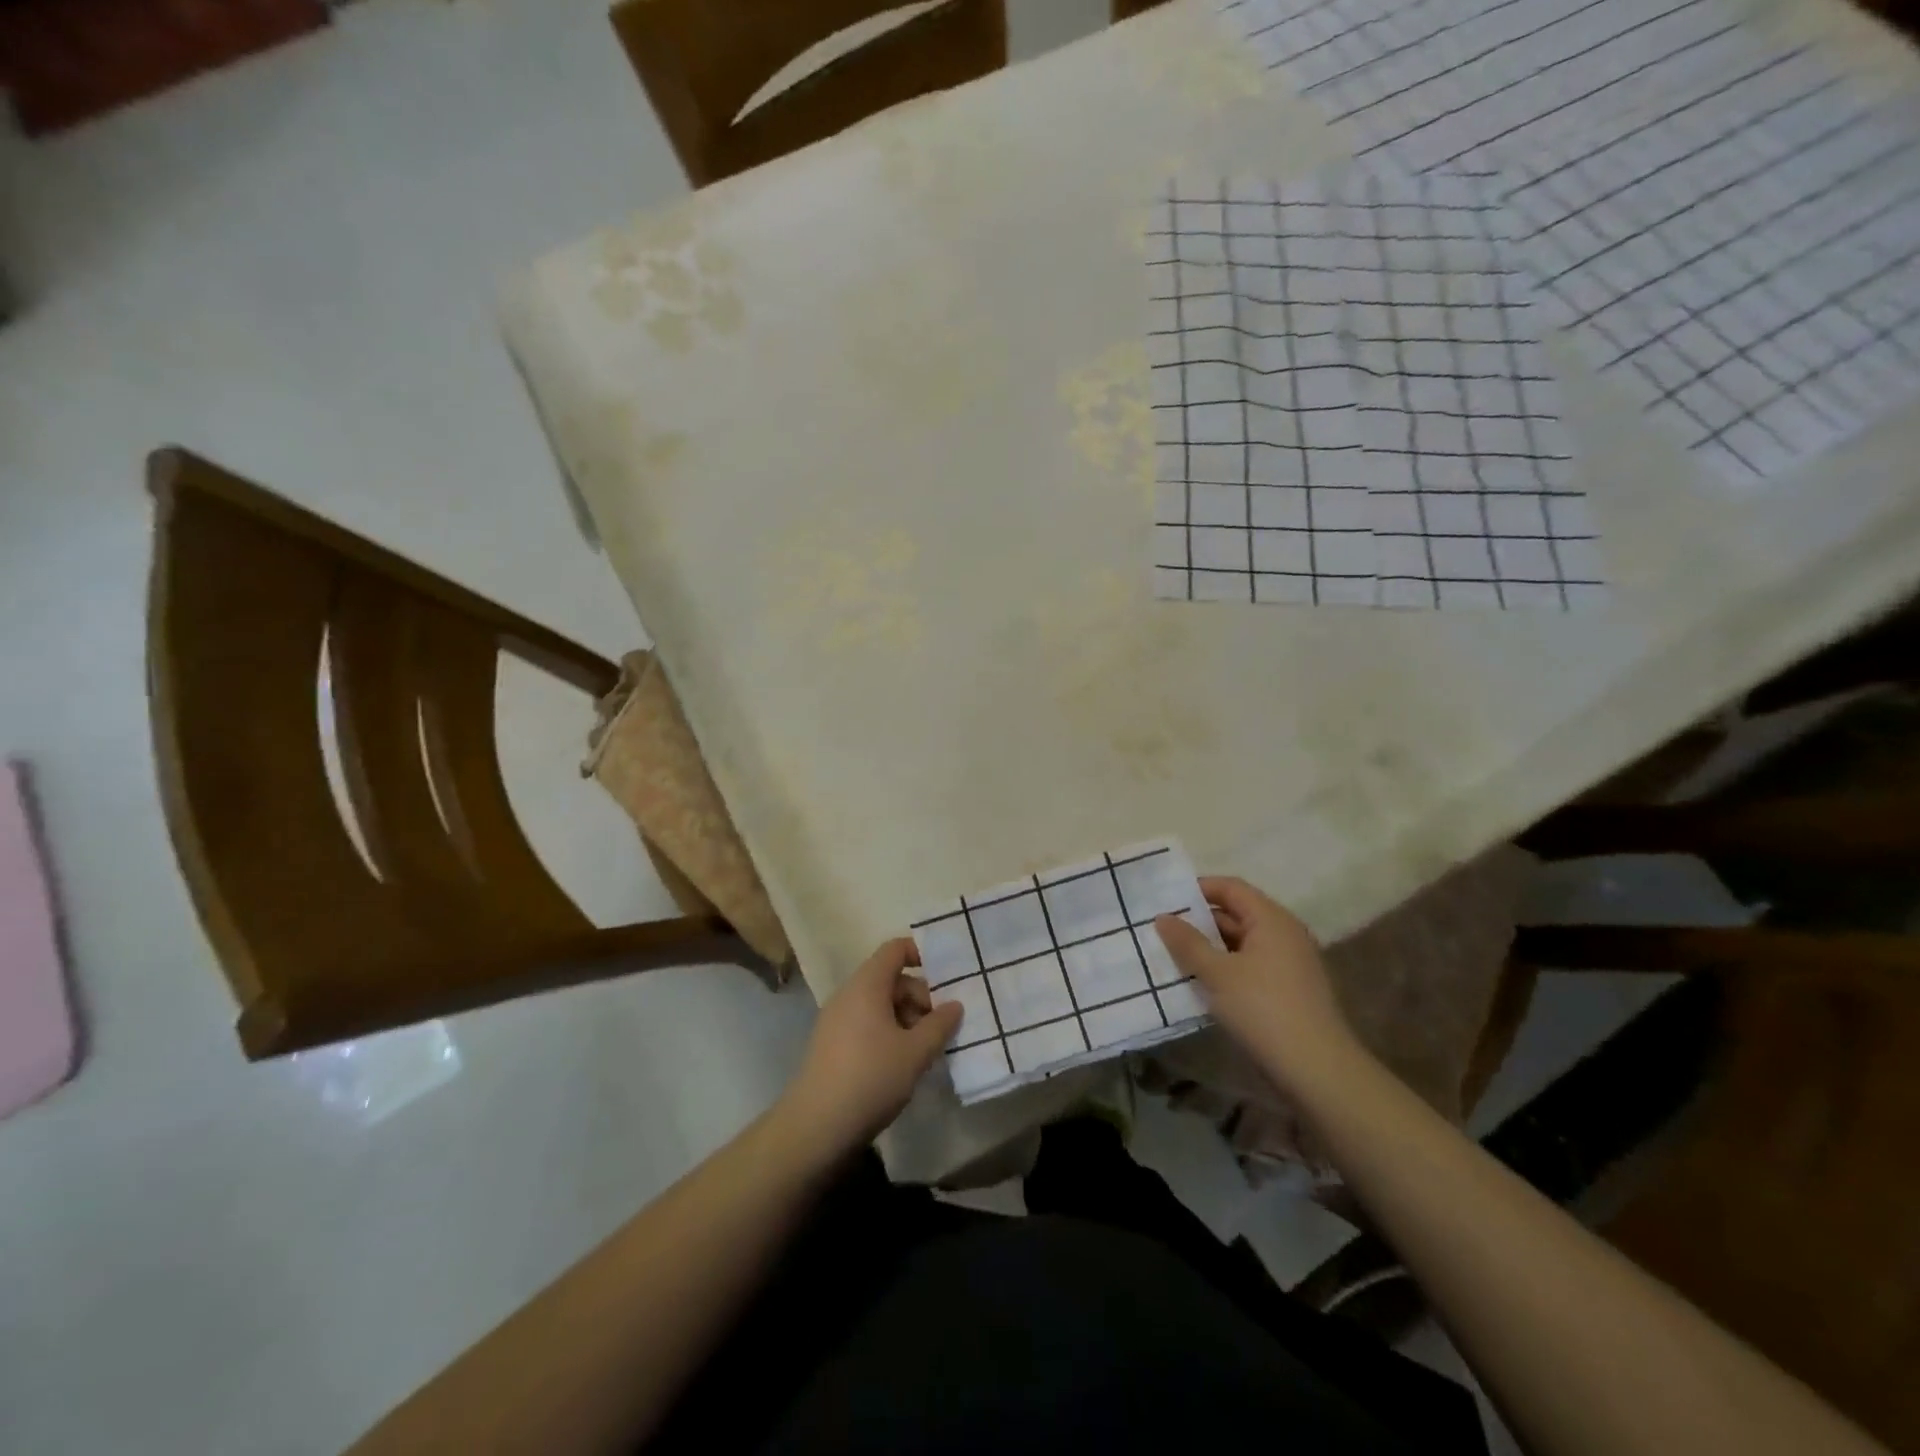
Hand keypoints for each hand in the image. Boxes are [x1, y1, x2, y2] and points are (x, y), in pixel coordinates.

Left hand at [780, 938, 961, 1158]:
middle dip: (920, 997)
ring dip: (906, 1019)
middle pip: (890, 979)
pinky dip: (888, 1033)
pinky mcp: (831, 1045)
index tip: (946, 979)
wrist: (816, 1127)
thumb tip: (954, 1005)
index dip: (921, 954)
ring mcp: (836, 1020)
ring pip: (879, 1005)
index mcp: (867, 985)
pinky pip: (866, 1024)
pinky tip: (902, 1064)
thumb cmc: (871, 1078)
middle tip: (941, 1027)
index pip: (895, 949)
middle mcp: (848, 994)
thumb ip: (940, 1024)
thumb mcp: (916, 1052)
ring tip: (926, 1050)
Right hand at [1155, 877, 1359, 1092]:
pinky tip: (1204, 984)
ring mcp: (1292, 962)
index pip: (1231, 887)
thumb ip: (1187, 943)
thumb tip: (1163, 917)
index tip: (1167, 901)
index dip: (1198, 889)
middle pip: (1238, 913)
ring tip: (1176, 956)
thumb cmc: (1263, 1009)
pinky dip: (1227, 967)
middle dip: (1201, 920)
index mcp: (1271, 919)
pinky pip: (1252, 965)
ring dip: (1212, 947)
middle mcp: (1286, 933)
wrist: (1318, 1070)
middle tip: (1164, 930)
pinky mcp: (1291, 989)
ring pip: (1244, 942)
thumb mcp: (1216, 974)